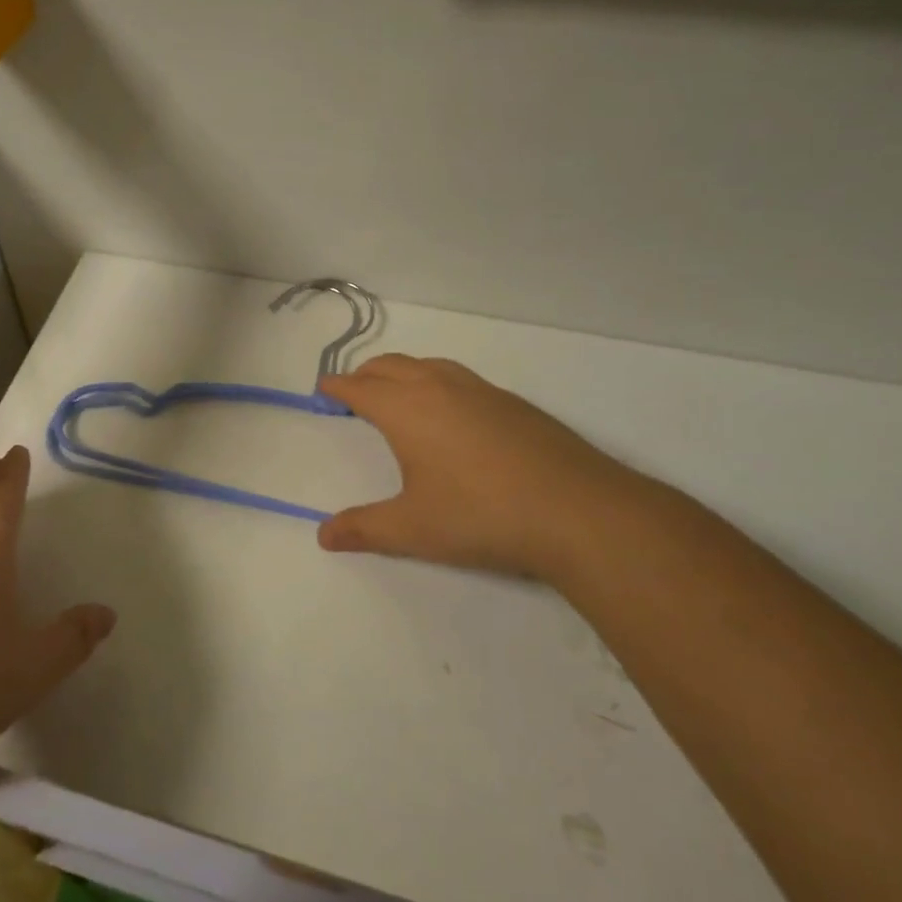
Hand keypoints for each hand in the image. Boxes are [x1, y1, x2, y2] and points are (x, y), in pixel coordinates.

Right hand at [317, 355, 644, 582]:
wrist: (578, 512)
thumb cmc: (480, 516)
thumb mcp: (413, 529)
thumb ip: (364, 529)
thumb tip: (323, 535)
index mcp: (407, 409)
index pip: (361, 387)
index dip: (338, 386)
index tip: (324, 387)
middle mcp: (440, 388)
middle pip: (392, 366)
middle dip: (367, 374)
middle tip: (354, 389)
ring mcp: (481, 391)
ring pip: (430, 365)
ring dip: (404, 372)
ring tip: (398, 393)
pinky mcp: (514, 404)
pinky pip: (460, 378)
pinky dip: (438, 382)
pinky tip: (452, 413)